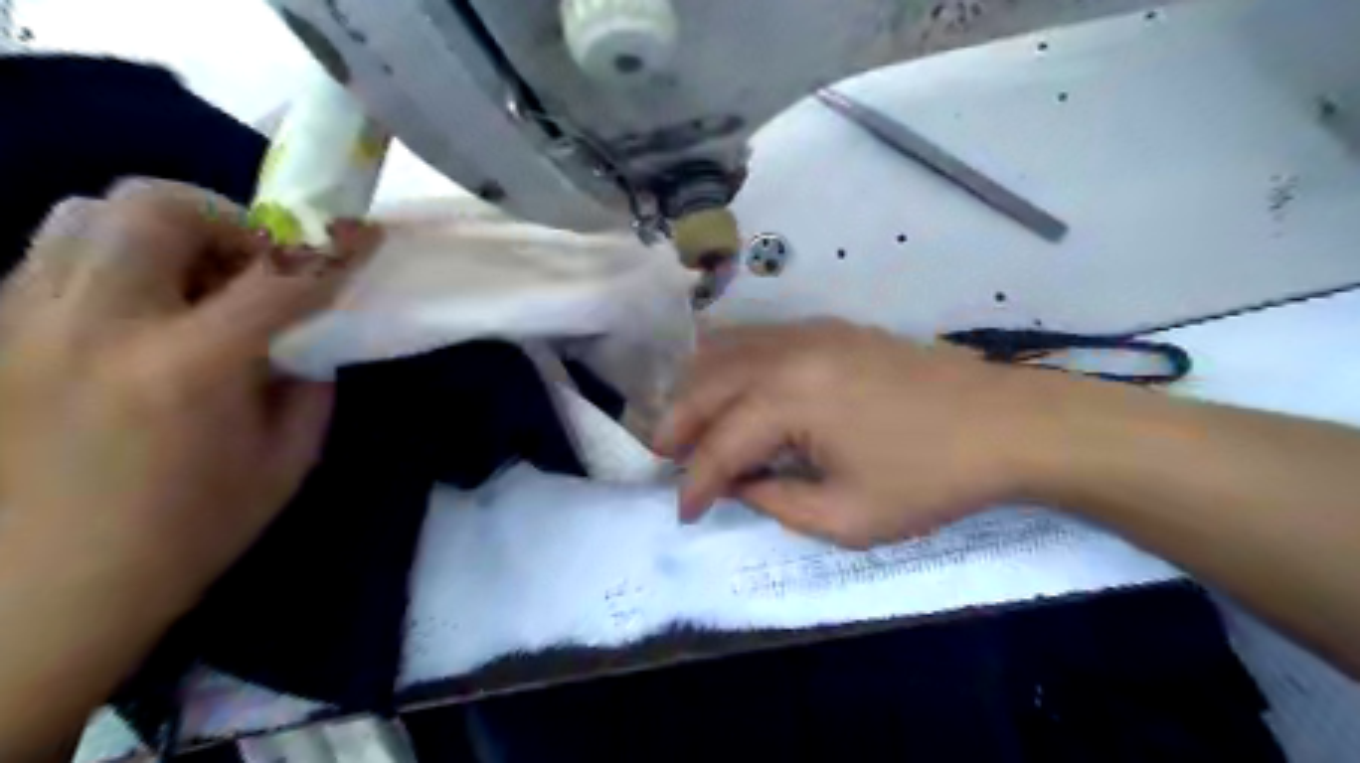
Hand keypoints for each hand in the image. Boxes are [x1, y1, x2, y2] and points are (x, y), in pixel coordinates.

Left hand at [1, 174, 379, 610]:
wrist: (37, 596)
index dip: (332, 249)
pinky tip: (144, 315)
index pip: (277, 277)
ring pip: (87, 213)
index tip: (364, 236)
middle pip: (156, 206)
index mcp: (189, 368)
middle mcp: (99, 325)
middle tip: (256, 266)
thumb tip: (307, 337)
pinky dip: (115, 261)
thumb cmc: (186, 535)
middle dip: (228, 220)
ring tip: (196, 285)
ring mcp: (27, 324)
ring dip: (164, 233)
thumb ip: (307, 385)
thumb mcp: (285, 462)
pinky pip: (54, 256)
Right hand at [655, 319, 1060, 549]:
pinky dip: (727, 360)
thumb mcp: (847, 517)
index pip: (721, 445)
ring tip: (684, 422)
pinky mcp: (827, 328)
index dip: (697, 484)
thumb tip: (737, 483)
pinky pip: (757, 337)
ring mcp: (808, 332)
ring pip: (725, 351)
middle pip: (707, 385)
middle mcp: (786, 353)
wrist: (1003, 422)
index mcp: (789, 399)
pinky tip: (725, 381)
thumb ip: (775, 501)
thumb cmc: (928, 477)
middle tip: (663, 458)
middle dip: (677, 425)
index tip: (684, 513)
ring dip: (696, 388)